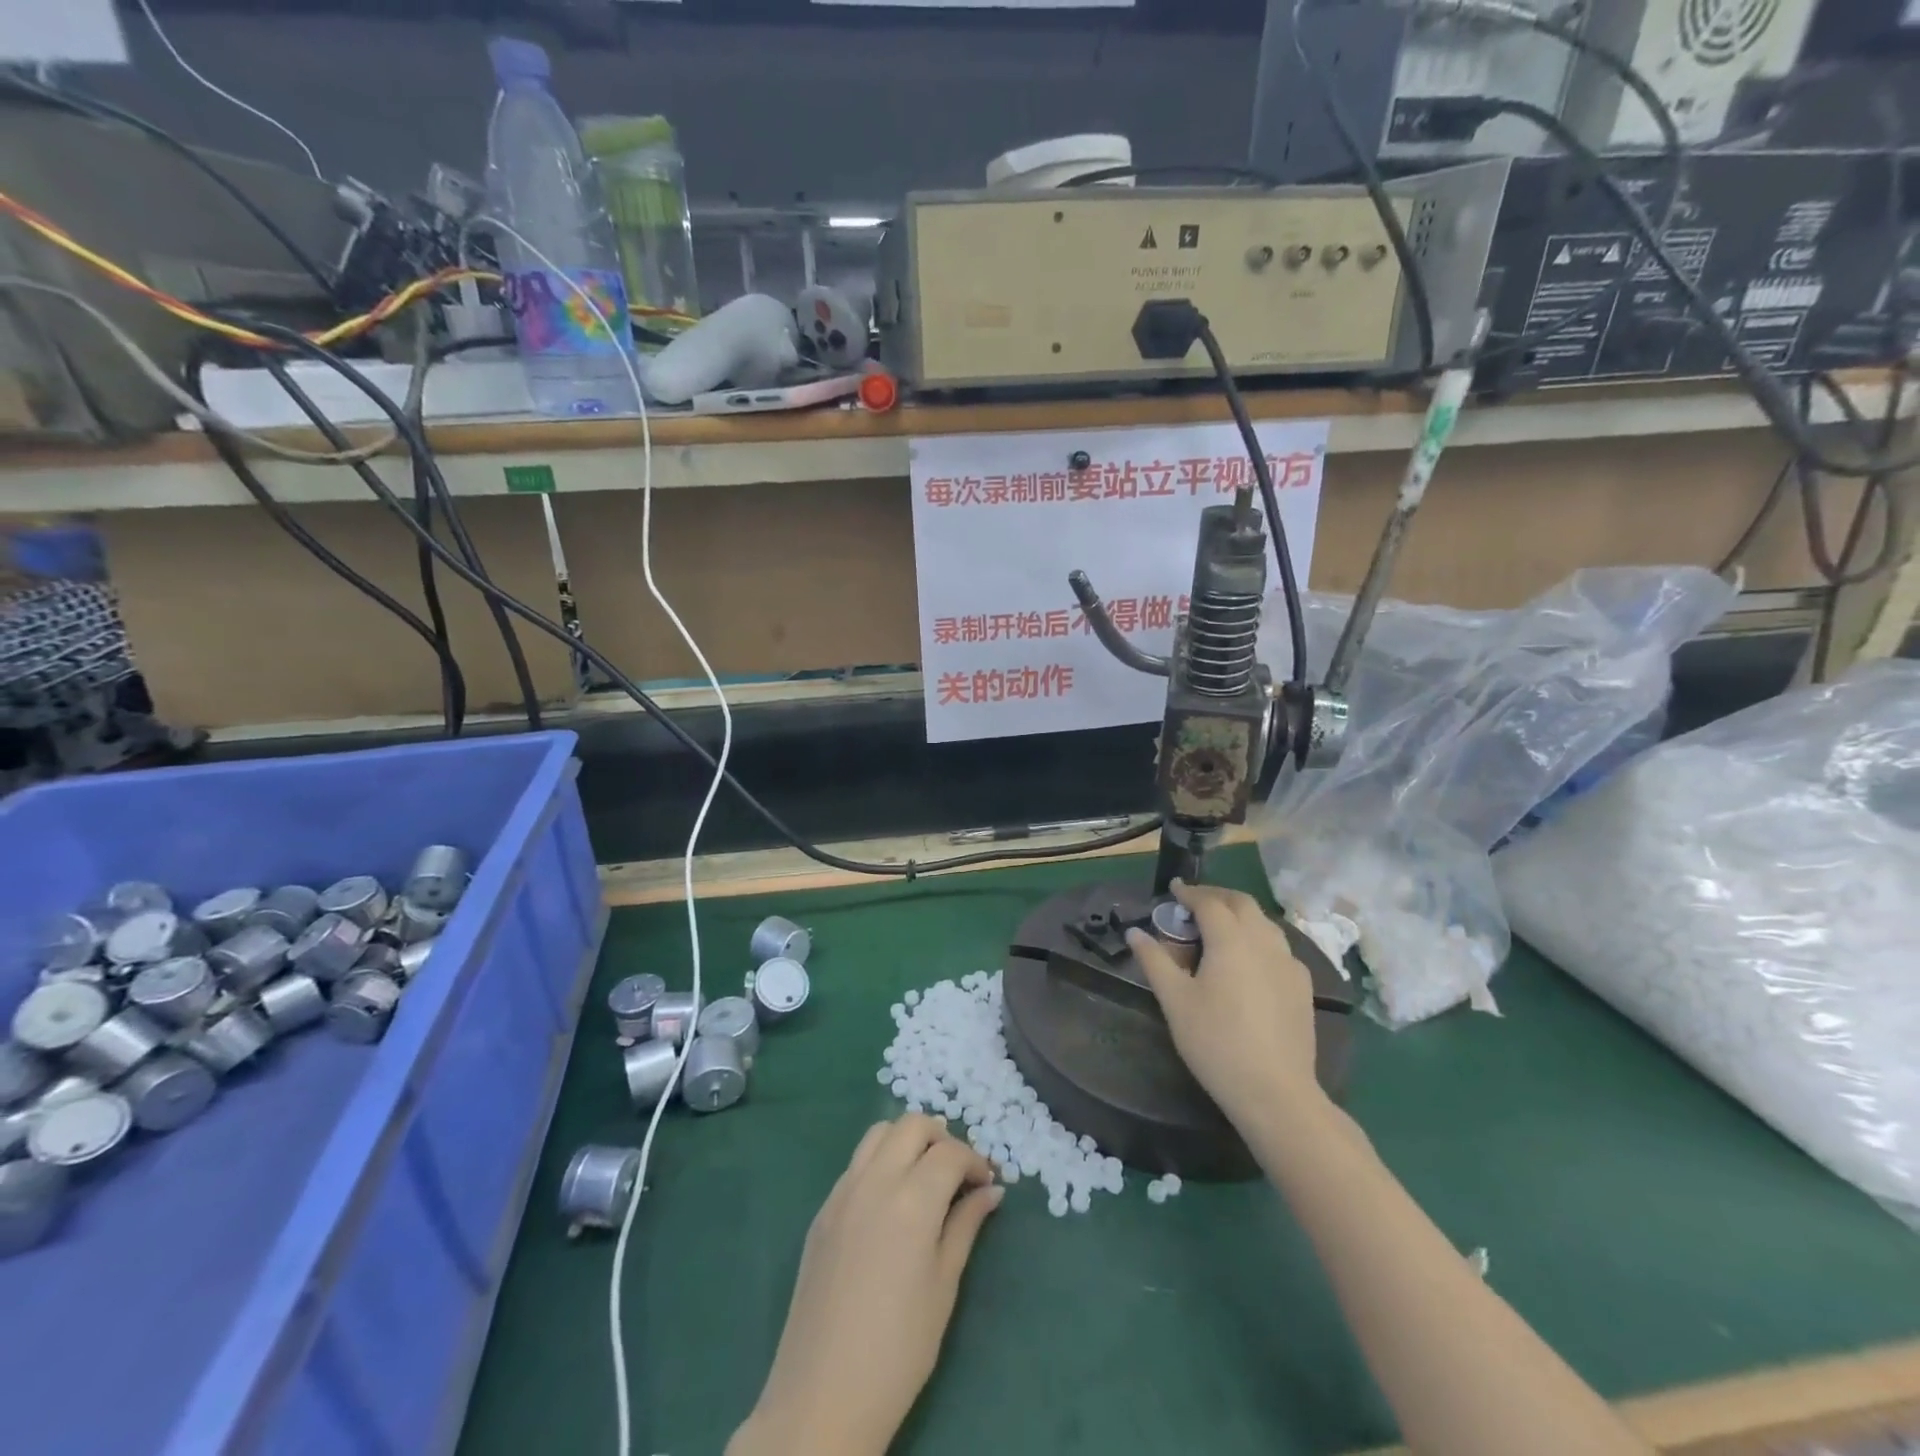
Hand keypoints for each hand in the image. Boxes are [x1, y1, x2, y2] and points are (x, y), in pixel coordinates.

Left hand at [729, 1115, 1002, 1455]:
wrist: (822, 1397)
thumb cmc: (898, 1349)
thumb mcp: (944, 1286)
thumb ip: (966, 1226)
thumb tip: (992, 1190)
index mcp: (912, 1200)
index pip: (950, 1152)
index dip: (975, 1160)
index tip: (987, 1182)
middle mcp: (875, 1181)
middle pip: (912, 1125)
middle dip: (941, 1137)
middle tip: (957, 1172)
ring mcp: (842, 1192)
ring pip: (879, 1133)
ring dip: (907, 1140)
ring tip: (924, 1176)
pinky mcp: (822, 1211)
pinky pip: (856, 1164)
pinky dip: (880, 1162)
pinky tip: (890, 1202)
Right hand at [1127, 879, 1324, 1129]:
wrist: (1276, 1092)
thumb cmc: (1216, 1042)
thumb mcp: (1175, 1001)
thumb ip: (1155, 961)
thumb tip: (1135, 933)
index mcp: (1231, 939)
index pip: (1209, 902)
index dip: (1189, 893)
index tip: (1173, 889)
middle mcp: (1264, 941)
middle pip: (1242, 903)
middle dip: (1217, 897)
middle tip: (1194, 903)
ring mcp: (1289, 963)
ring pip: (1264, 923)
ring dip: (1240, 916)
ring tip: (1219, 929)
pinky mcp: (1303, 986)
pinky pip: (1278, 947)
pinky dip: (1258, 939)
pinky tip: (1248, 962)